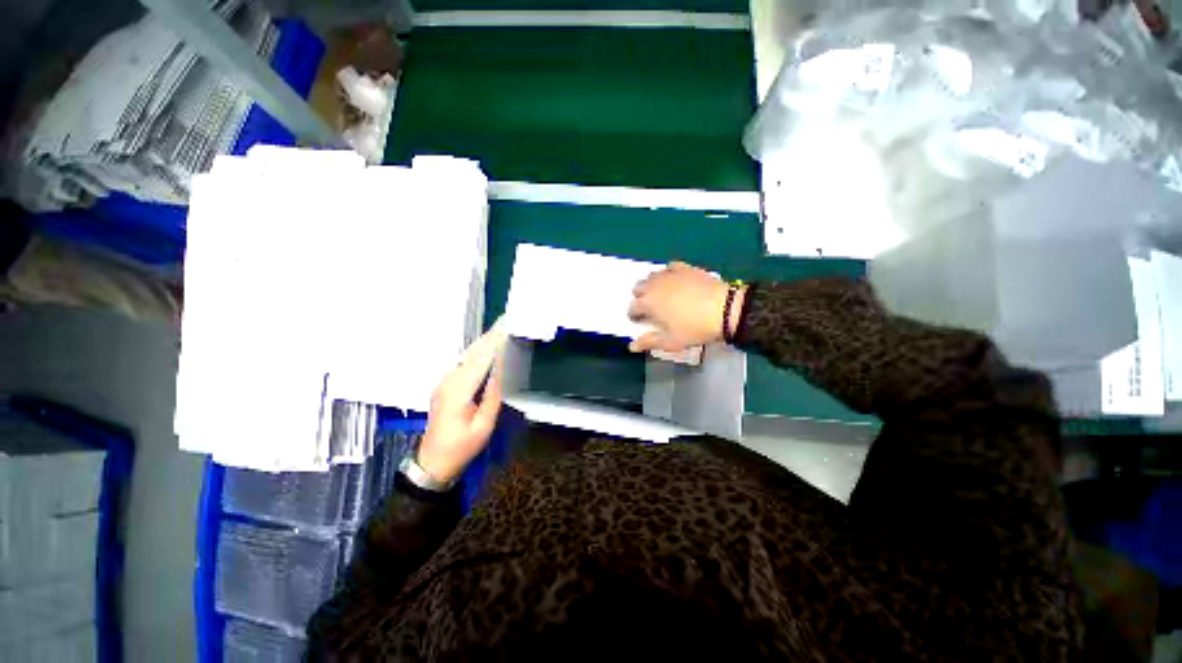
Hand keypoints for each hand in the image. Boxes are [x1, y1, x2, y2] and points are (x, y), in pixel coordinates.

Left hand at [417, 321, 507, 483]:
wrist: (433, 462)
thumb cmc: (462, 447)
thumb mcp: (484, 425)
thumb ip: (493, 395)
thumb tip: (502, 369)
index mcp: (458, 390)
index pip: (481, 360)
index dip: (495, 343)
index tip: (507, 328)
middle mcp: (448, 381)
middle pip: (472, 353)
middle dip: (489, 337)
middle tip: (506, 322)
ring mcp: (444, 382)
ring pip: (466, 356)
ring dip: (483, 342)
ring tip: (500, 330)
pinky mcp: (445, 385)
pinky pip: (463, 363)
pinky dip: (477, 352)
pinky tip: (487, 348)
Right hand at [627, 262, 744, 353]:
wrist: (724, 309)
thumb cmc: (694, 328)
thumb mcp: (671, 341)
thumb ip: (649, 342)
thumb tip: (631, 346)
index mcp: (648, 303)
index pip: (632, 307)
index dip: (634, 315)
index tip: (641, 321)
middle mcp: (654, 285)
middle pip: (638, 288)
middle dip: (640, 297)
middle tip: (650, 308)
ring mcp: (669, 274)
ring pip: (652, 276)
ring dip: (651, 285)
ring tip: (661, 295)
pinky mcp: (684, 268)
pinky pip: (669, 267)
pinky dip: (668, 274)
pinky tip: (674, 281)